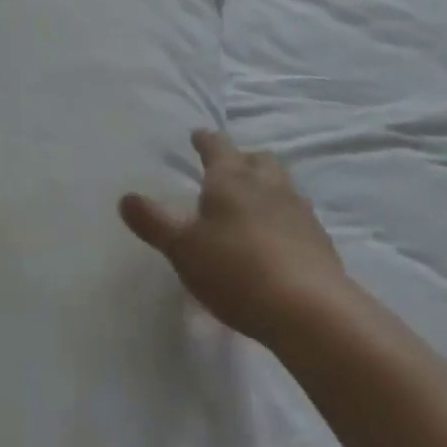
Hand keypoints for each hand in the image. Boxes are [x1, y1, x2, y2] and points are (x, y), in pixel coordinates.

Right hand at [120, 129, 344, 344]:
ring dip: (267, 187)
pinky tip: (277, 241)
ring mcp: (299, 211)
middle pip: (257, 159)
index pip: (216, 146)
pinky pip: (299, 217)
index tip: (197, 136)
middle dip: (242, 159)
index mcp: (231, 177)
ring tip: (254, 204)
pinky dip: (285, 219)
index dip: (204, 140)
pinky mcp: (321, 242)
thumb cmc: (236, 269)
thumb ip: (154, 222)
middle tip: (229, 170)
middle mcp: (267, 184)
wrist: (311, 310)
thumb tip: (125, 198)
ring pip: (282, 184)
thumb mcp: (183, 248)